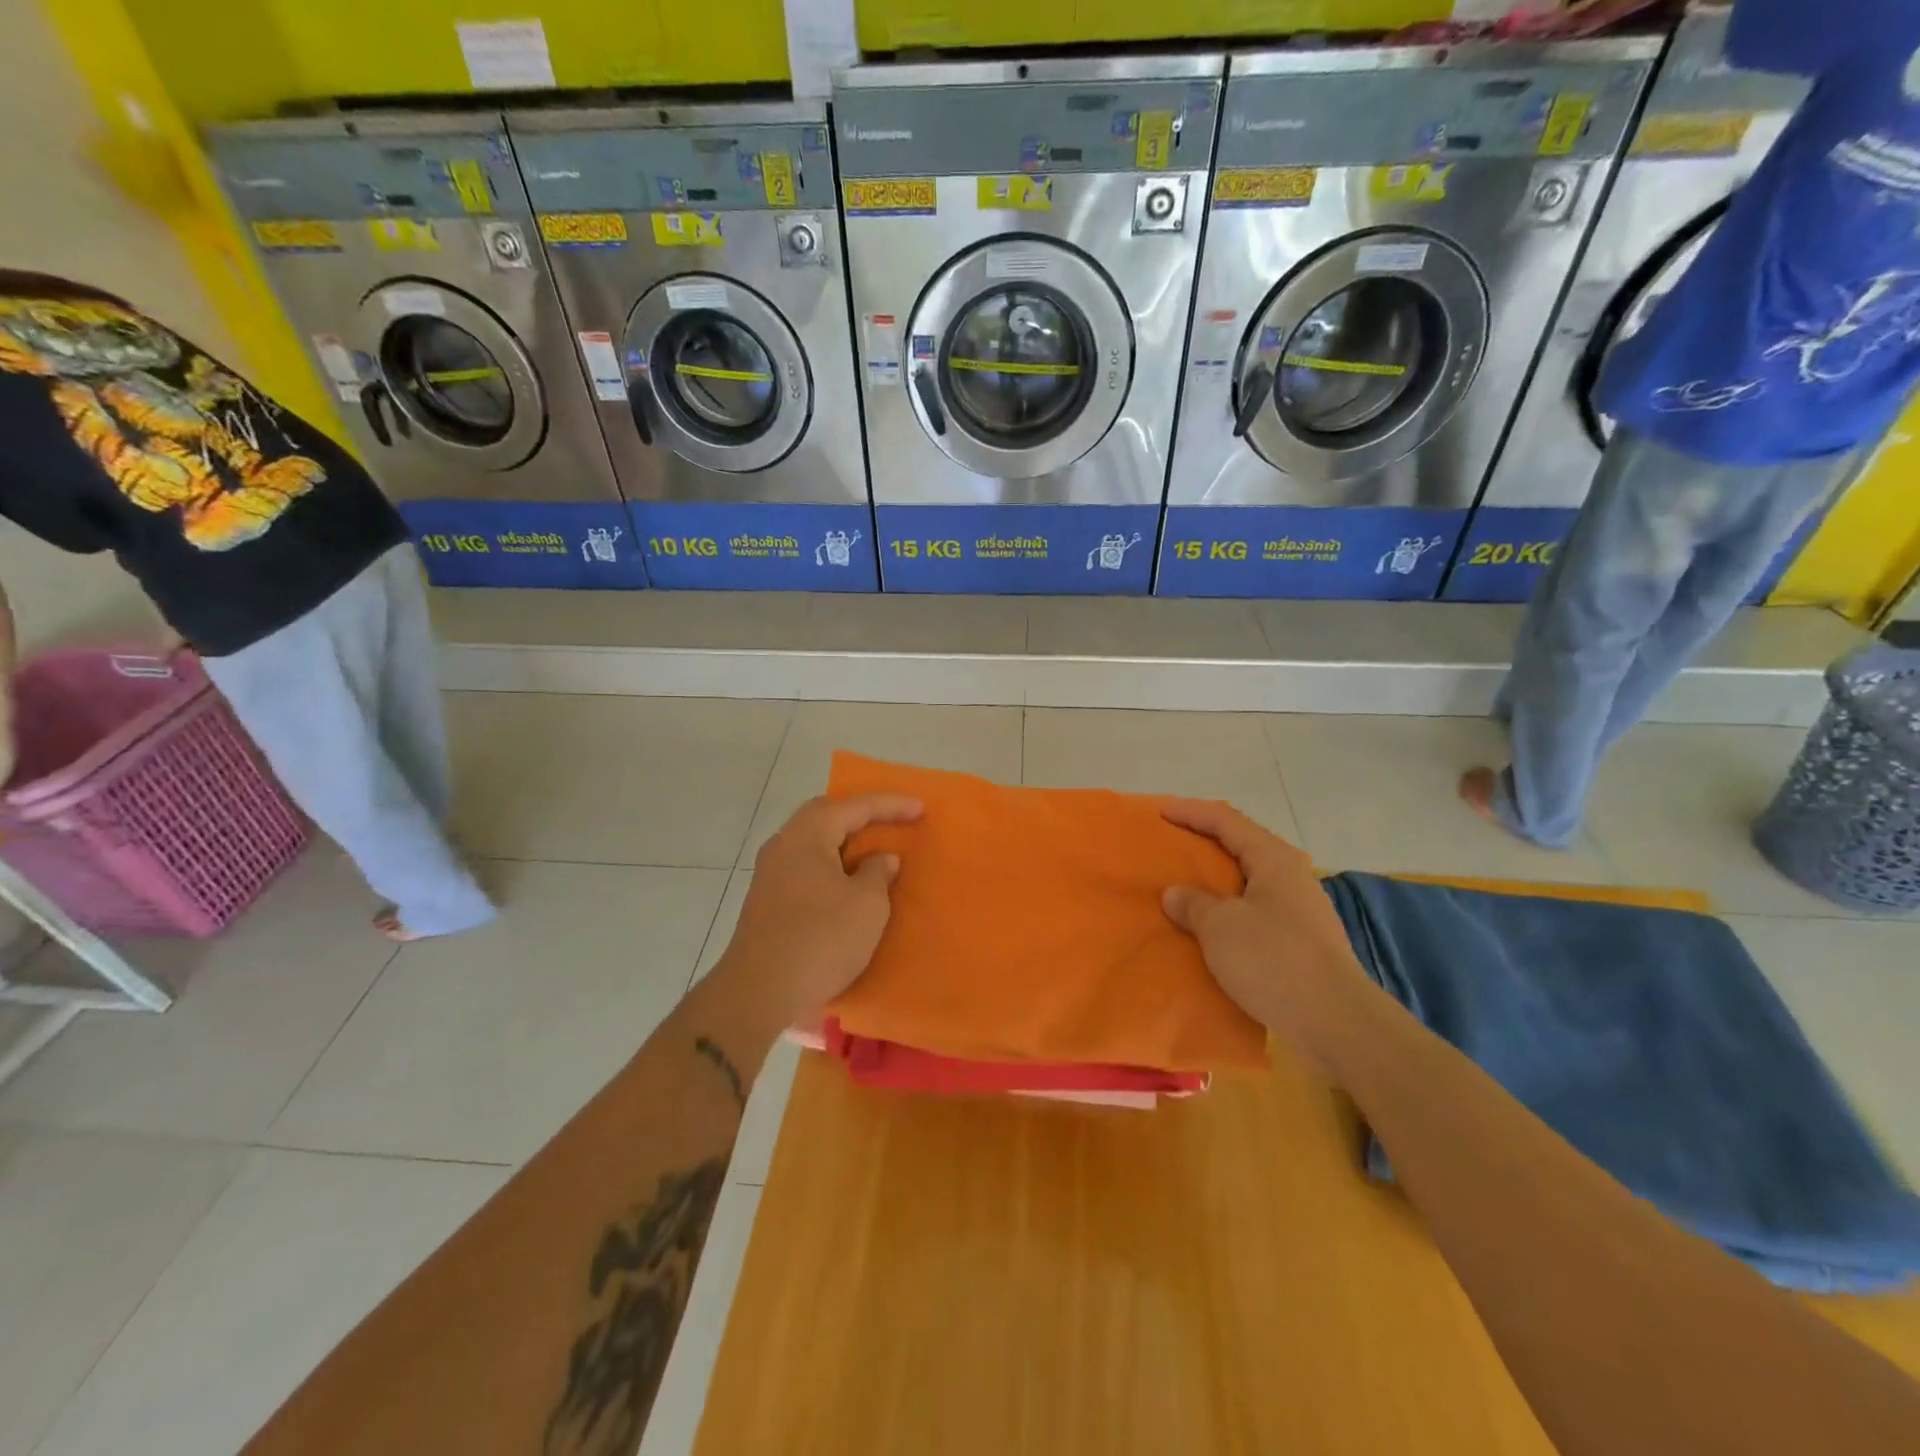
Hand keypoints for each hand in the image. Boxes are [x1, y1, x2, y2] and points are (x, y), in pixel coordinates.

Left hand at [719, 792, 923, 1022]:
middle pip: (826, 815)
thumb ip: (878, 873)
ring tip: (873, 852)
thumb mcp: (867, 904)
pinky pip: (806, 866)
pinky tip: (847, 883)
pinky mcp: (767, 901)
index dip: (891, 805)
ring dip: (844, 843)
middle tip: (892, 822)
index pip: (854, 807)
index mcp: (807, 835)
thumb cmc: (821, 939)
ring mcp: (770, 873)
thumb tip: (880, 859)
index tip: (921, 809)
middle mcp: (783, 845)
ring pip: (813, 843)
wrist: (759, 992)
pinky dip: (831, 865)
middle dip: (860, 816)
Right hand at [1160, 799, 1369, 1062]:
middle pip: (1240, 845)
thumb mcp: (1220, 927)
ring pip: (1247, 879)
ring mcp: (1299, 908)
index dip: (1190, 812)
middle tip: (1169, 843)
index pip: (1225, 820)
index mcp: (1273, 859)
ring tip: (1183, 883)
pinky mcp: (1300, 939)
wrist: (1336, 1021)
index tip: (1159, 811)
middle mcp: (1290, 875)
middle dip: (1203, 841)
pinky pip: (1253, 908)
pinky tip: (1209, 924)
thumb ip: (1193, 903)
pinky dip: (1226, 907)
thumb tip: (1176, 894)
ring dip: (1214, 878)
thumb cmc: (1274, 960)